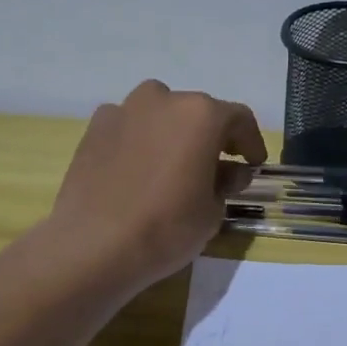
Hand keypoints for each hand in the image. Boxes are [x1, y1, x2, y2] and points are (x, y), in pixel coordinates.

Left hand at [47, 80, 266, 293]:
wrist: (93, 245)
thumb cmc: (166, 228)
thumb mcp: (212, 211)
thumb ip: (226, 183)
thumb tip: (230, 172)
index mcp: (201, 115)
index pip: (239, 119)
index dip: (251, 142)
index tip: (253, 164)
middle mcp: (163, 100)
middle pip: (197, 112)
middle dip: (211, 137)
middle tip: (214, 168)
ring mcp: (124, 110)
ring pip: (160, 114)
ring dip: (173, 133)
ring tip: (173, 166)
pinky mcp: (94, 128)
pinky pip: (129, 127)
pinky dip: (140, 141)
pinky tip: (138, 171)